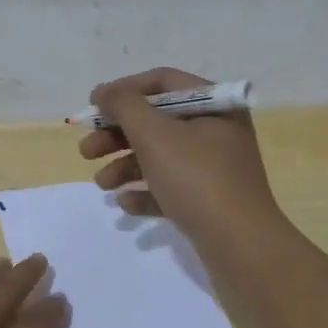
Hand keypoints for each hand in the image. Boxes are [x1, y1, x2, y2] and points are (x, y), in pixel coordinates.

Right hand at [78, 67, 282, 243]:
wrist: (240, 246)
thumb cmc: (197, 179)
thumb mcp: (155, 136)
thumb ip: (125, 107)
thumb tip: (106, 93)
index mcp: (214, 105)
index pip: (163, 81)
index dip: (124, 90)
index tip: (92, 106)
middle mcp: (217, 131)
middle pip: (158, 121)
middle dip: (118, 134)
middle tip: (86, 151)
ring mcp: (215, 168)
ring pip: (160, 156)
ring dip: (125, 165)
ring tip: (101, 184)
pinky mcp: (209, 200)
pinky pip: (170, 188)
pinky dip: (145, 192)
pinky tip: (124, 203)